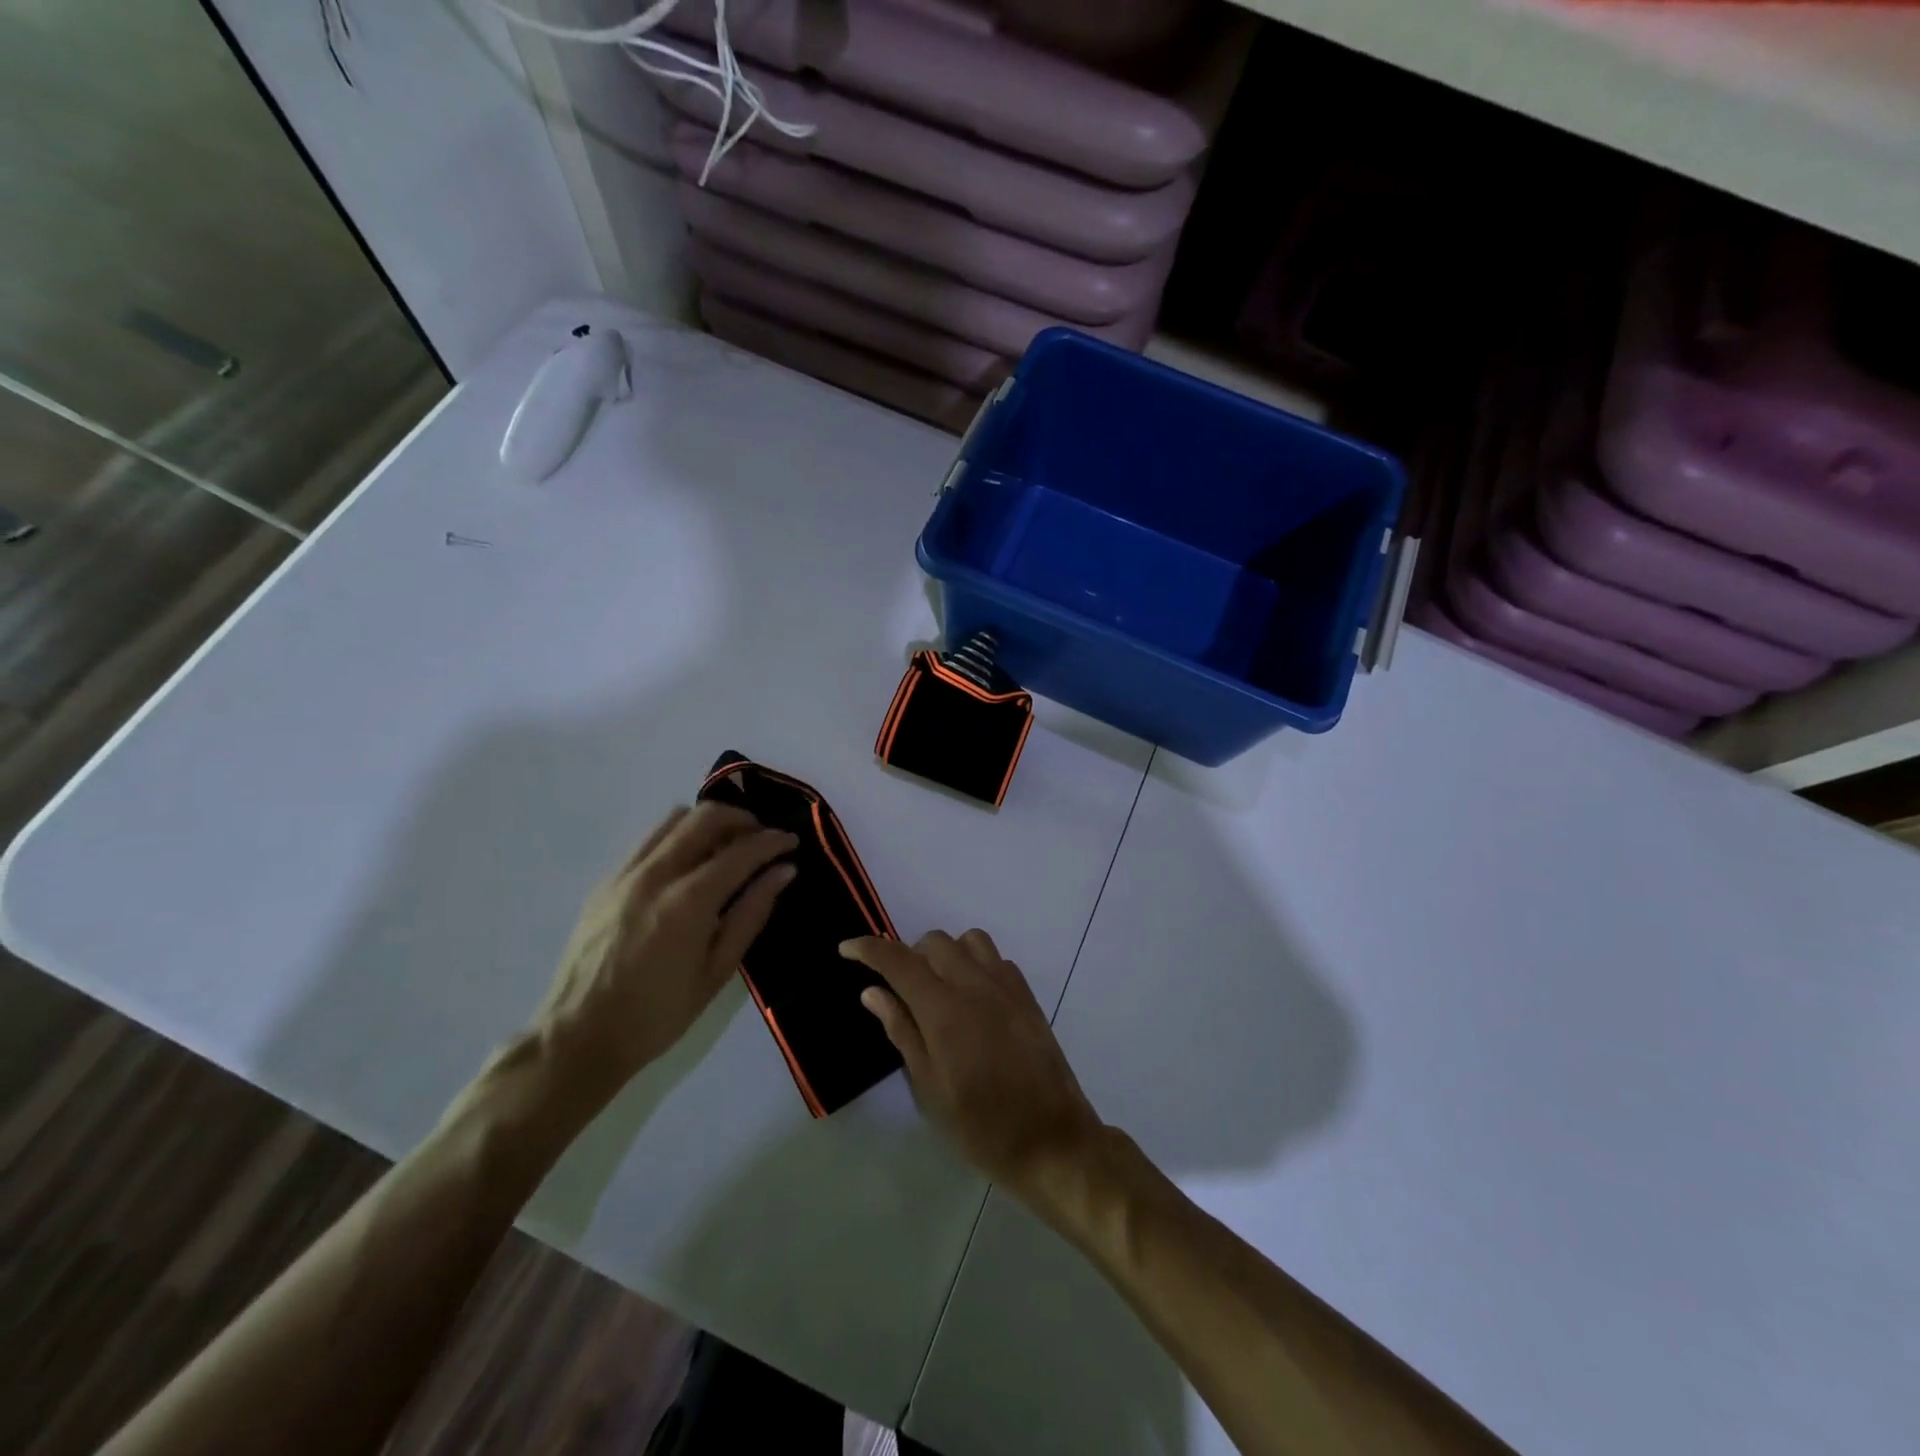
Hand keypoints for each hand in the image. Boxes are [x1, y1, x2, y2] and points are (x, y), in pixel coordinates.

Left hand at [533, 803, 795, 1109]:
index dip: (772, 841)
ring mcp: (625, 873)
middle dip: (742, 819)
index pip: (741, 852)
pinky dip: (678, 837)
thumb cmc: (658, 1014)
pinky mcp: (606, 881)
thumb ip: (751, 913)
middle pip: (706, 818)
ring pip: (674, 819)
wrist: (578, 1037)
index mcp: (688, 902)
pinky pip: (649, 840)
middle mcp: (655, 874)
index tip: (791, 841)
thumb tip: (783, 872)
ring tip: (726, 845)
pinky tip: (689, 865)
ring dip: (708, 822)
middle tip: (762, 837)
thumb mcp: (717, 971)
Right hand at [842, 931, 1100, 1199]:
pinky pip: (996, 958)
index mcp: (944, 1010)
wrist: (1052, 1140)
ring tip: (938, 990)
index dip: (868, 948)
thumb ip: (902, 1031)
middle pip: (933, 942)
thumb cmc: (982, 1127)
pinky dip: (975, 964)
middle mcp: (975, 985)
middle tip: (900, 992)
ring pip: (968, 940)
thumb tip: (873, 991)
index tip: (846, 948)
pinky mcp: (1027, 995)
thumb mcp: (930, 1089)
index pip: (899, 961)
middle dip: (908, 956)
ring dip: (945, 954)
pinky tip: (973, 998)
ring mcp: (1006, 986)